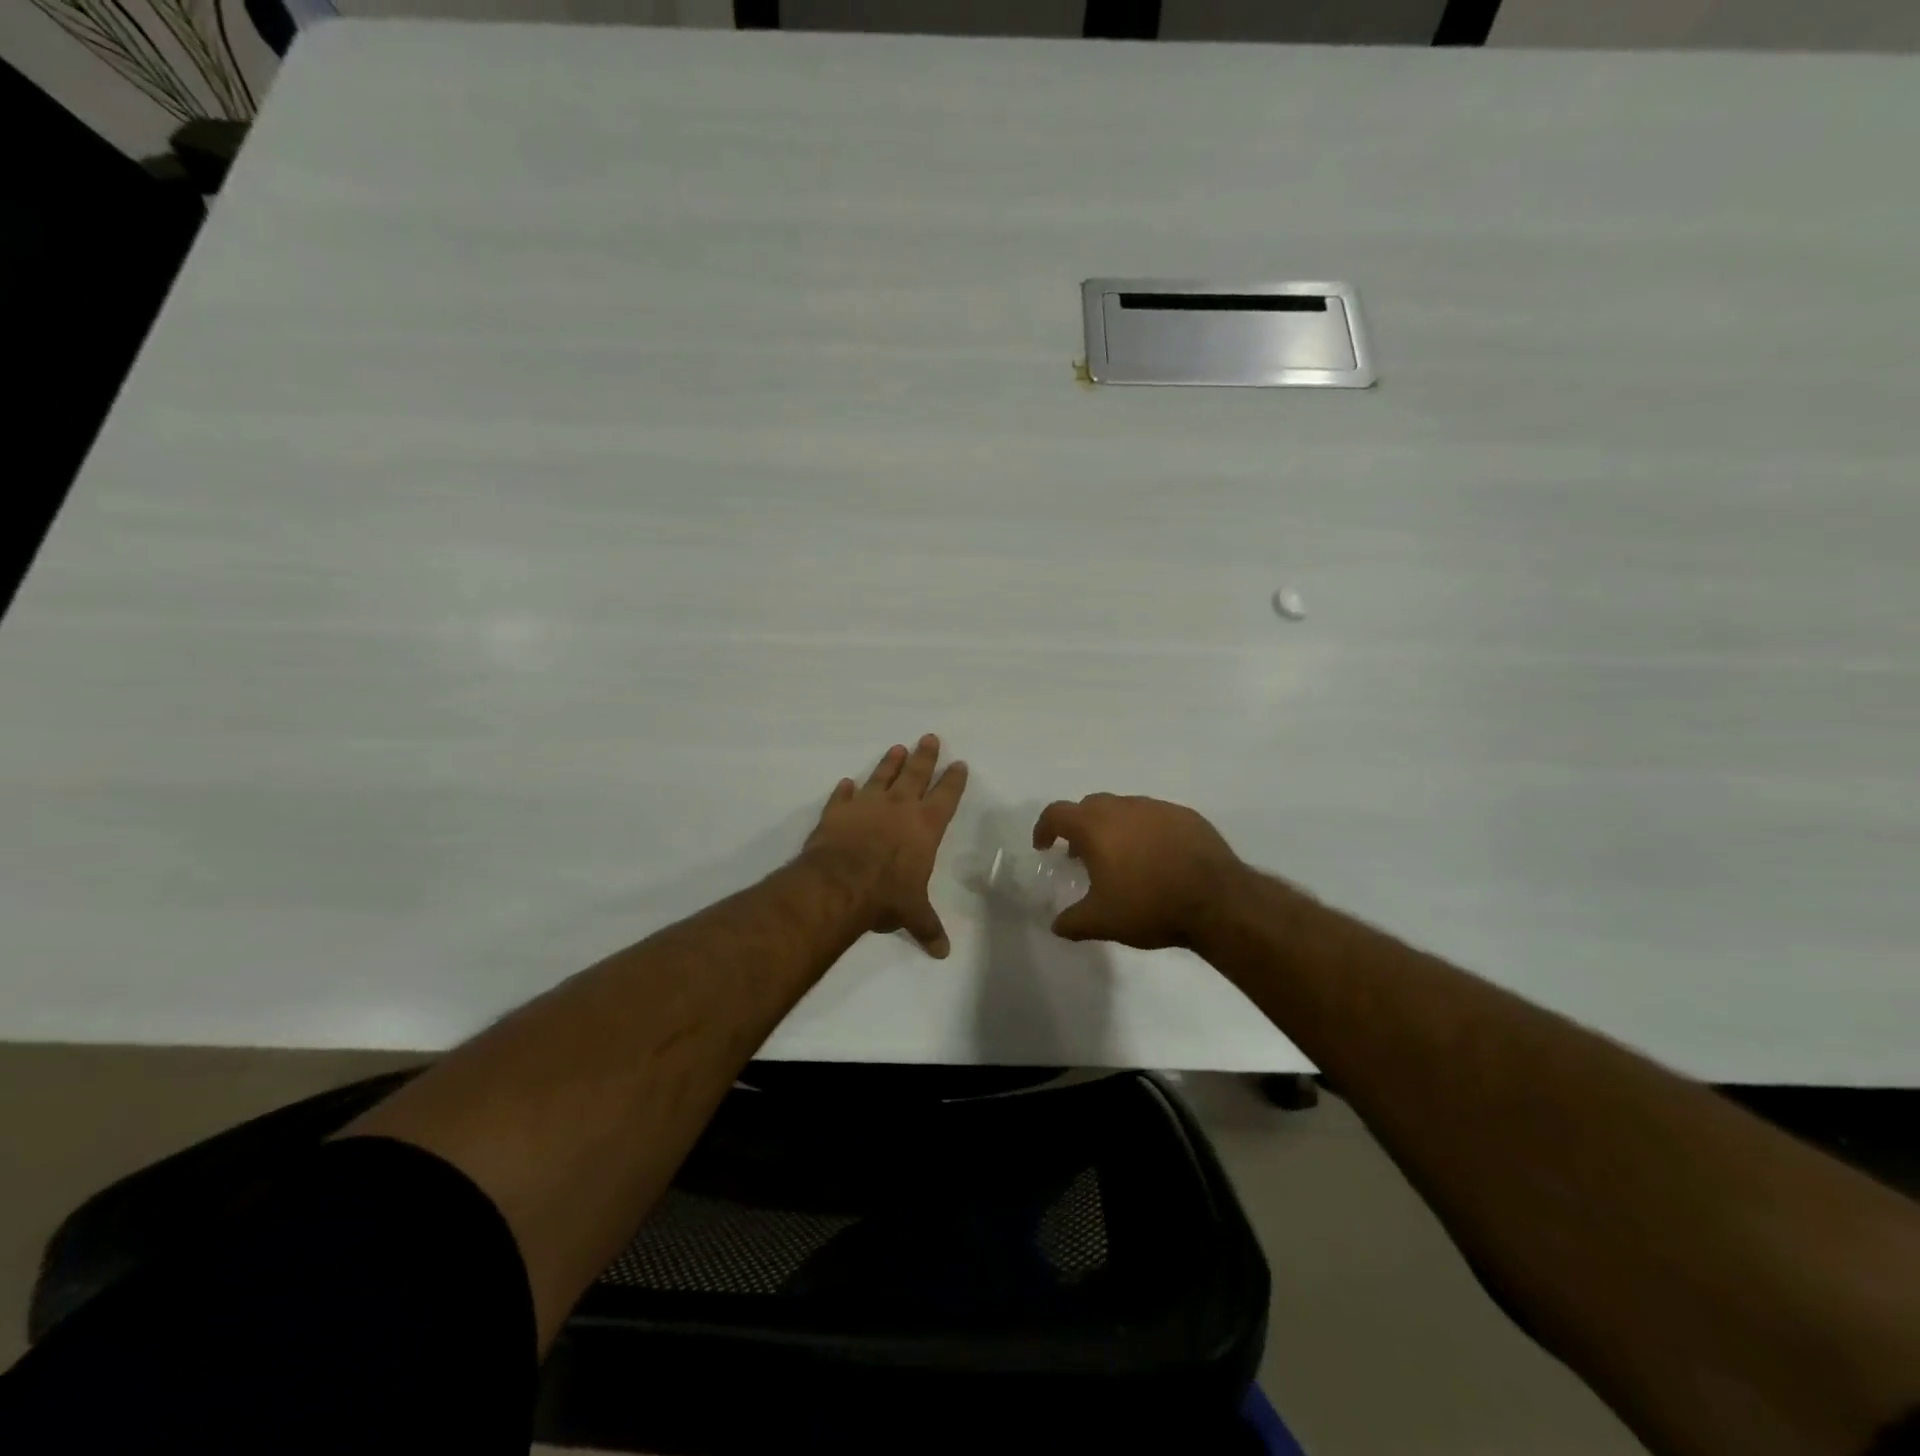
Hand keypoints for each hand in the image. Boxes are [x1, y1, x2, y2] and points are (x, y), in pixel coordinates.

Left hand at [803, 734, 968, 957]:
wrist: (838, 885)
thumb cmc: (885, 896)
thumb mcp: (912, 914)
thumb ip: (927, 927)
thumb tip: (943, 953)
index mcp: (925, 827)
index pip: (945, 796)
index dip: (953, 780)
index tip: (959, 763)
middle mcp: (898, 808)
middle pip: (915, 774)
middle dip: (924, 756)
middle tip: (929, 737)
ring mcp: (866, 805)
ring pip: (881, 776)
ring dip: (889, 763)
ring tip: (897, 748)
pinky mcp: (837, 812)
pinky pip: (842, 796)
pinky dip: (845, 790)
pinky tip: (846, 782)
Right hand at [1031, 794, 1246, 948]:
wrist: (1218, 901)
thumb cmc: (1149, 906)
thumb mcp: (1102, 921)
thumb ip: (1072, 921)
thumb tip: (1056, 925)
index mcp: (1095, 826)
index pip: (1056, 813)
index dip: (1044, 827)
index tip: (1044, 846)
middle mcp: (1123, 807)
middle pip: (1090, 806)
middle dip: (1079, 826)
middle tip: (1081, 854)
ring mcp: (1157, 808)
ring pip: (1125, 808)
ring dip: (1114, 827)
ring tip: (1121, 858)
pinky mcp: (1186, 815)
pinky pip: (1155, 817)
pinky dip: (1145, 831)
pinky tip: (1156, 858)